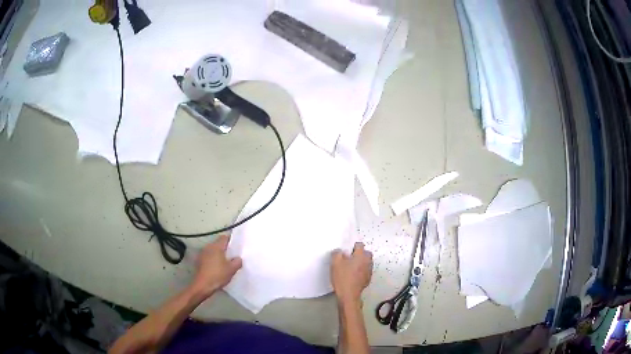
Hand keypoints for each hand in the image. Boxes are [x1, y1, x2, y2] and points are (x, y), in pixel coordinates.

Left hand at [189, 235, 241, 298]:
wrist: (203, 285)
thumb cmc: (218, 275)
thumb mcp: (232, 269)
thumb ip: (237, 262)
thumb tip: (238, 258)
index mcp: (216, 246)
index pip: (225, 238)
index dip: (231, 240)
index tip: (237, 246)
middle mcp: (208, 247)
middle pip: (218, 244)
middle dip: (225, 248)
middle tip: (233, 255)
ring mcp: (202, 254)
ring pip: (213, 250)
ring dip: (219, 254)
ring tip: (226, 262)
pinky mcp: (199, 261)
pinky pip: (209, 257)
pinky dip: (213, 259)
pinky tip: (217, 267)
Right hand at [331, 242, 372, 304]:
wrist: (349, 294)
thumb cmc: (342, 277)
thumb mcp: (335, 263)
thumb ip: (337, 253)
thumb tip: (340, 251)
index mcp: (360, 256)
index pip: (360, 245)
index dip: (353, 246)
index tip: (347, 251)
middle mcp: (367, 261)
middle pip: (366, 253)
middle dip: (360, 253)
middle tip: (350, 258)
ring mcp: (369, 271)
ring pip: (367, 262)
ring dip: (362, 262)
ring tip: (352, 266)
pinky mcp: (368, 278)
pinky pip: (366, 270)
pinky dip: (362, 270)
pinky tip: (354, 275)